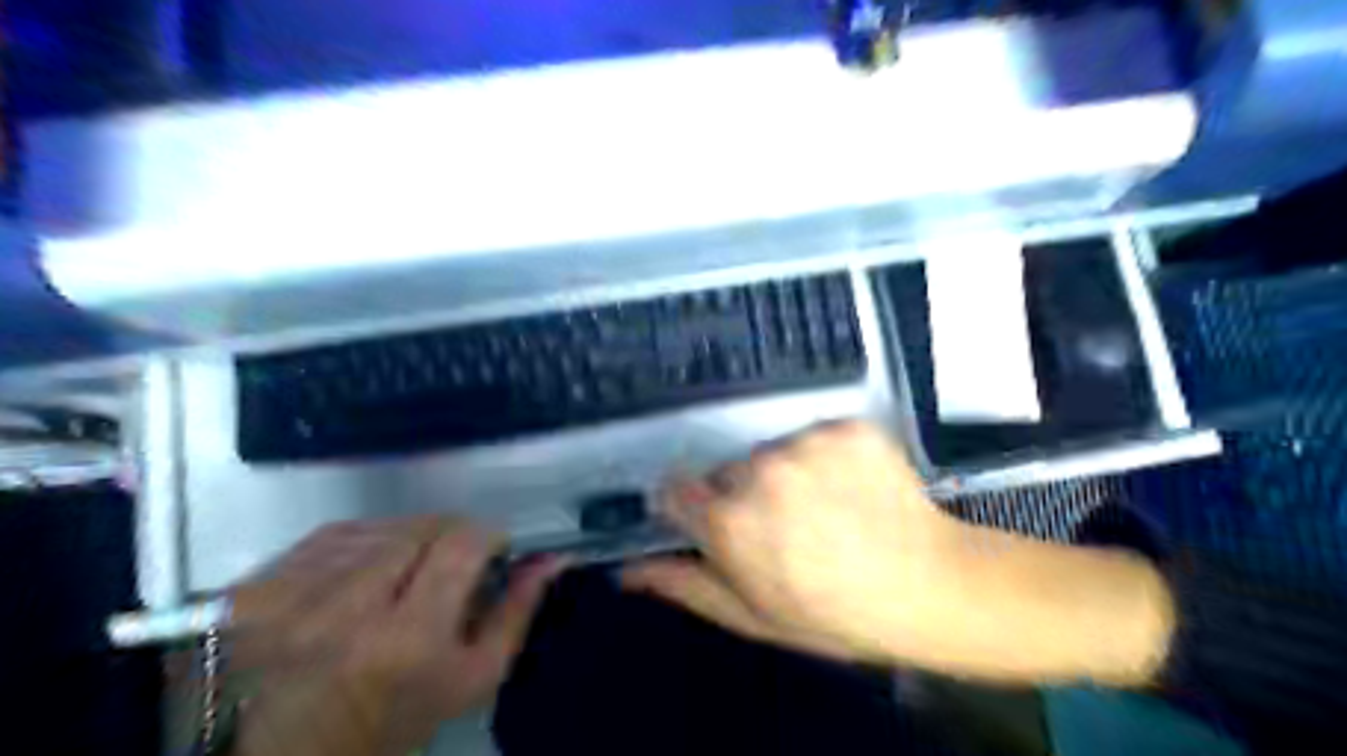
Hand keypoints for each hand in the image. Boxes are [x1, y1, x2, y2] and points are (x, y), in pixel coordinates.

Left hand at [231, 517, 562, 755]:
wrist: (295, 753)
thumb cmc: (399, 716)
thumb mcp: (474, 677)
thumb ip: (518, 610)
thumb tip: (553, 557)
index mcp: (407, 639)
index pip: (461, 543)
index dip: (487, 535)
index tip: (492, 550)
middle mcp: (348, 609)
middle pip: (424, 527)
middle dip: (451, 538)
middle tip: (450, 568)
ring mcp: (297, 593)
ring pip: (386, 526)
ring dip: (409, 541)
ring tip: (406, 577)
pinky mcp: (262, 583)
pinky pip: (342, 532)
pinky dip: (367, 542)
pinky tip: (366, 572)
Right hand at [627, 422, 963, 663]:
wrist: (929, 587)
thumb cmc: (833, 613)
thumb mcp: (751, 615)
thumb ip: (684, 584)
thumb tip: (626, 569)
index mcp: (728, 522)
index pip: (675, 489)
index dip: (693, 507)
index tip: (714, 521)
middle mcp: (758, 471)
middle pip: (727, 469)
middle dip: (743, 494)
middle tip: (783, 526)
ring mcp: (805, 443)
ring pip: (772, 450)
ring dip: (786, 473)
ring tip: (823, 507)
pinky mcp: (844, 426)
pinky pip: (815, 435)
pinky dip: (825, 456)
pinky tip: (849, 486)